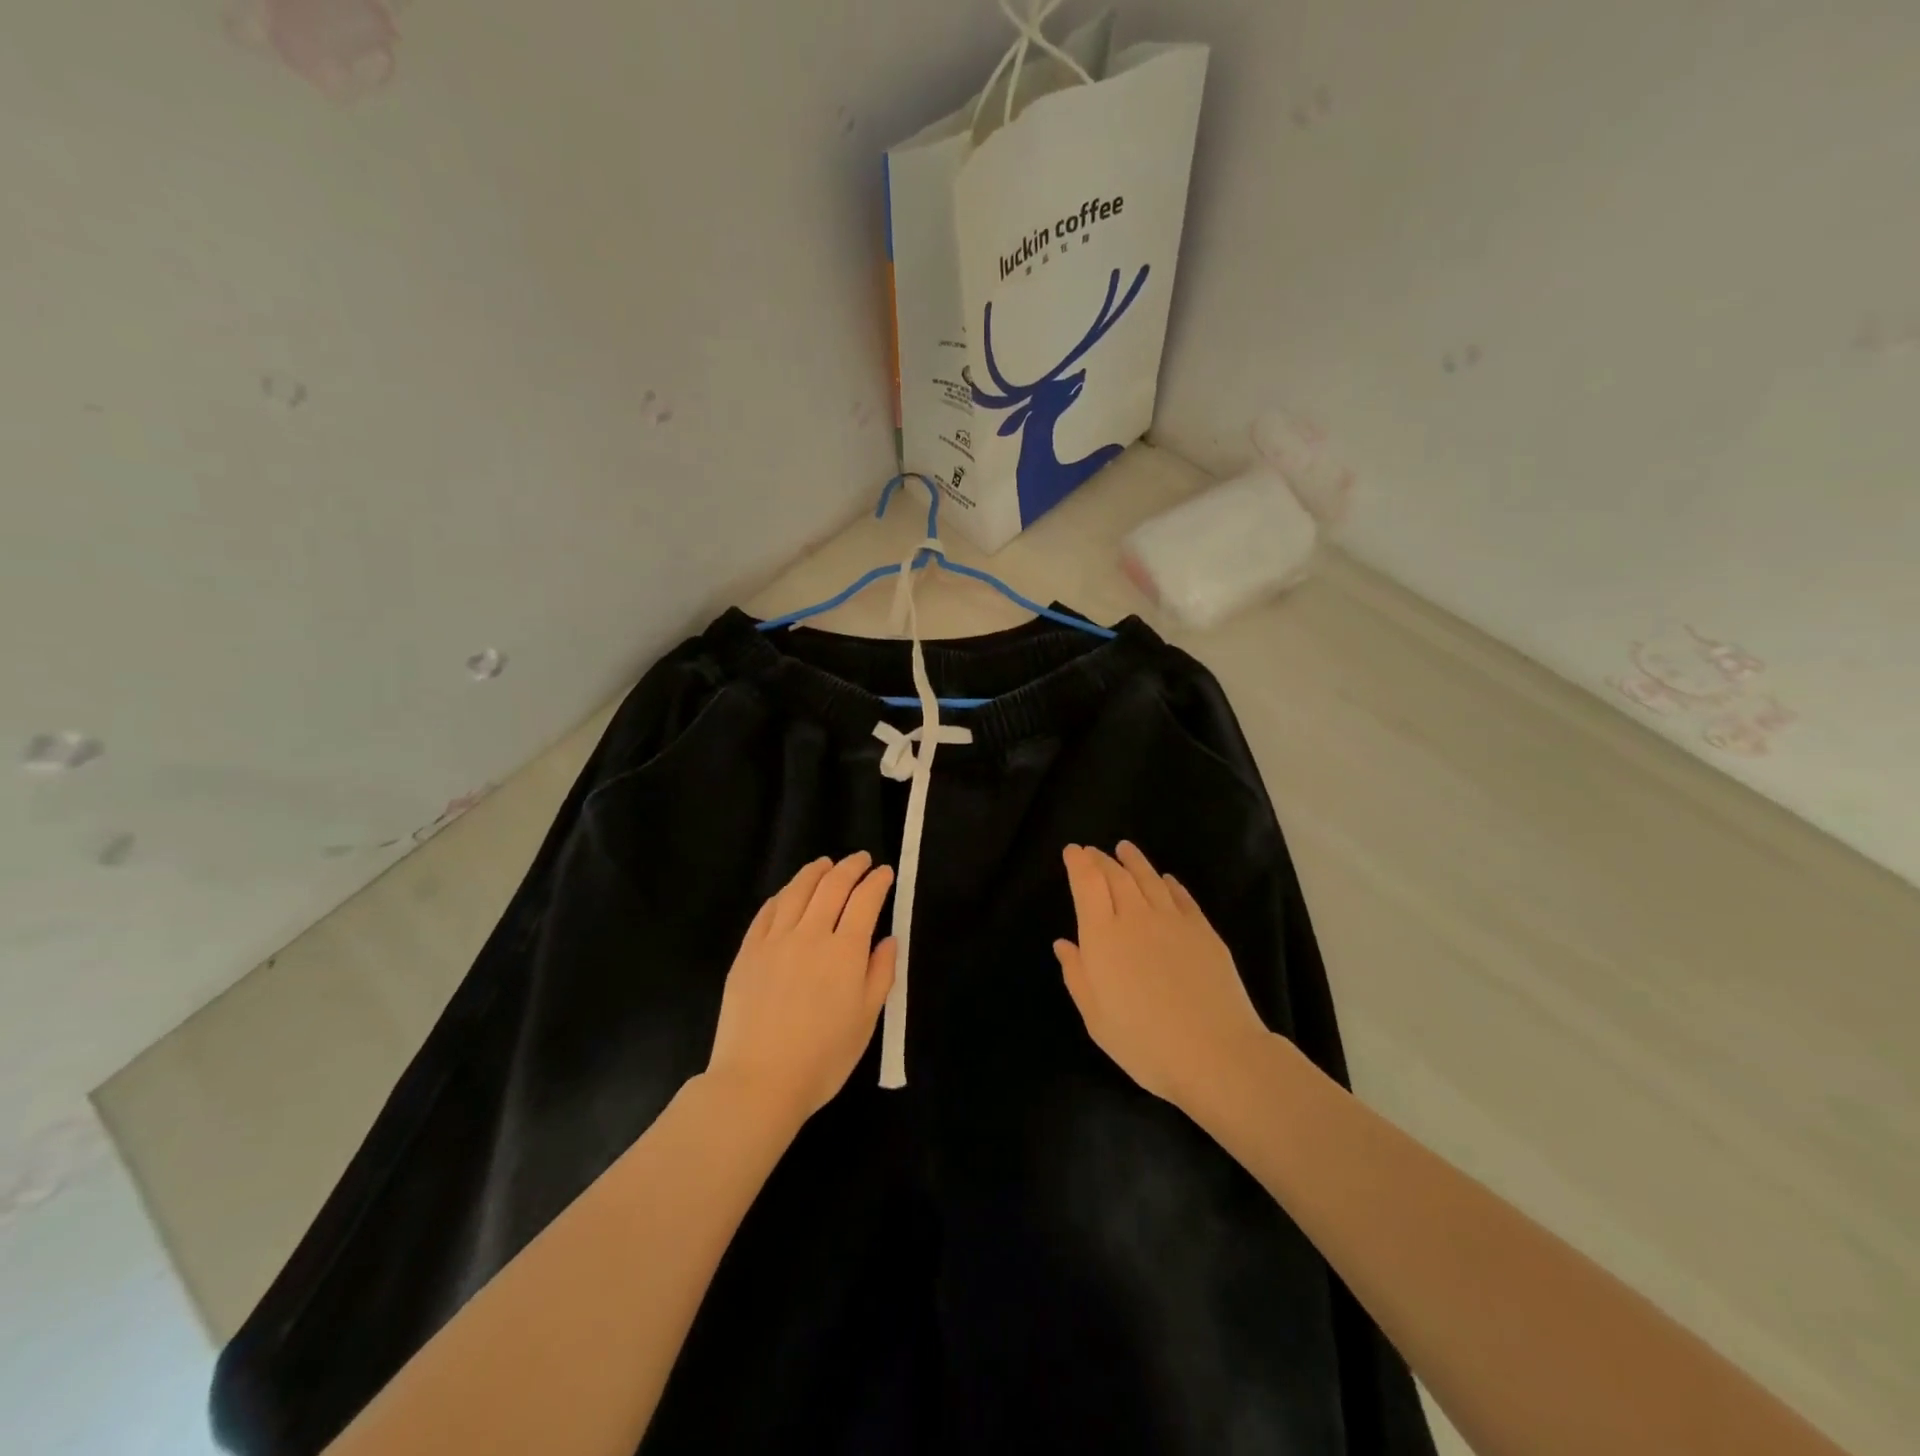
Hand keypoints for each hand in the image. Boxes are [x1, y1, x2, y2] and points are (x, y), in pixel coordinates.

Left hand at [707, 853, 895, 1124]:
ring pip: (797, 891)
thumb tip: (888, 939)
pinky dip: (782, 896)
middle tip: (861, 859)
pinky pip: (766, 912)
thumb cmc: (822, 1058)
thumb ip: (880, 974)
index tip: (885, 872)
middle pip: (832, 887)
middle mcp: (810, 935)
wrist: (758, 1082)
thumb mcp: (866, 1020)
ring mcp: (774, 941)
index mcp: (845, 951)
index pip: (865, 901)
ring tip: (825, 863)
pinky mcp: (747, 953)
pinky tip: (787, 894)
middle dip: (850, 867)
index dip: (877, 882)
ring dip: (815, 872)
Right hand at [1055, 842, 1270, 1111]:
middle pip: (1116, 876)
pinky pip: (1182, 896)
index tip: (1072, 851)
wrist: (1215, 1053)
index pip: (1087, 884)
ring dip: (1134, 861)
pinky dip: (1169, 883)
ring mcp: (1173, 920)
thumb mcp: (1096, 1018)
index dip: (1078, 863)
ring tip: (1124, 849)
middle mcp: (1136, 917)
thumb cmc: (1144, 1043)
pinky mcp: (1203, 930)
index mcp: (1102, 936)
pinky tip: (1166, 879)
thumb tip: (1064, 944)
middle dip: (1101, 859)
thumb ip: (1077, 975)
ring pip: (1149, 878)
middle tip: (1092, 851)